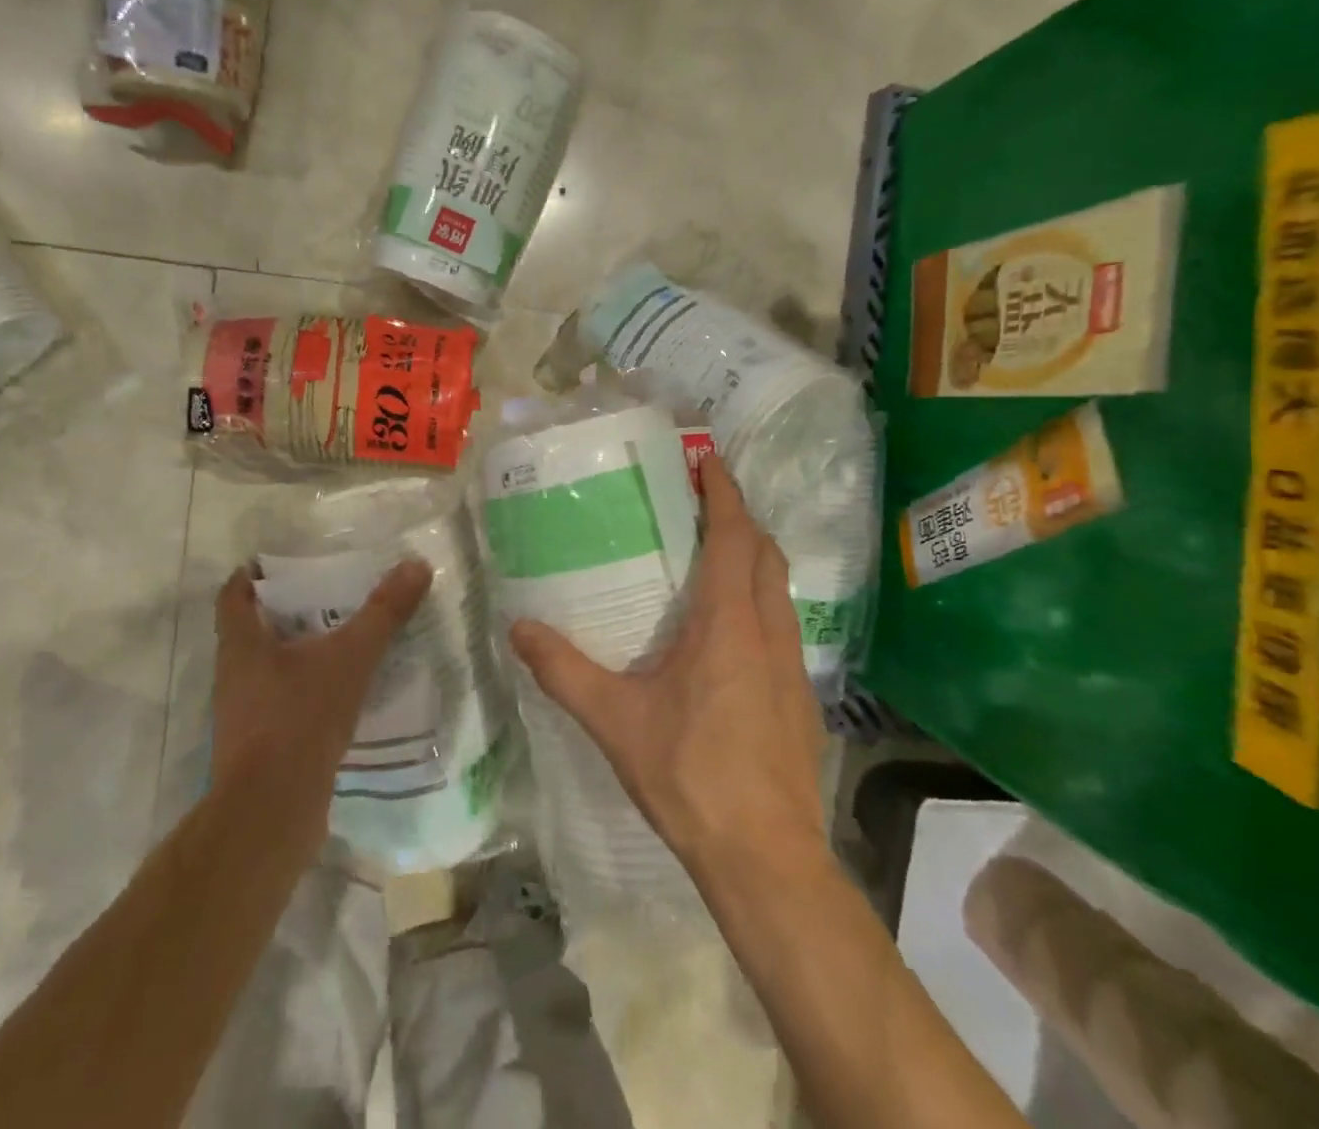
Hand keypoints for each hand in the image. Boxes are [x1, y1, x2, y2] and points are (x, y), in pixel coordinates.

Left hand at [210, 560, 432, 818]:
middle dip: (289, 611)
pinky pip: (284, 703)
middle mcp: (235, 675)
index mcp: (241, 645)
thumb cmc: (300, 719)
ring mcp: (244, 714)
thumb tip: (416, 565)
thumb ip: (383, 612)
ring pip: (270, 668)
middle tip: (330, 594)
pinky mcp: (260, 747)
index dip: (254, 574)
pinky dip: (308, 690)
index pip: (234, 594)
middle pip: (254, 630)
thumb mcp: (350, 658)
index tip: (282, 562)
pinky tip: (343, 692)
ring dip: (300, 653)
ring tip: (344, 640)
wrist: (272, 812)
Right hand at [511, 455, 826, 879]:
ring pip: (778, 589)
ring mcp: (793, 665)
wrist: (766, 858)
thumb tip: (518, 628)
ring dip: (752, 559)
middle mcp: (769, 631)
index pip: (734, 536)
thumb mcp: (615, 720)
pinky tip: (726, 632)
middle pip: (764, 553)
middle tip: (700, 504)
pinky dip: (758, 601)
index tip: (708, 460)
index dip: (724, 493)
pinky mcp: (800, 696)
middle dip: (739, 519)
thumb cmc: (691, 776)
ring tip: (711, 556)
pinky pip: (782, 624)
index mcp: (729, 623)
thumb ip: (563, 671)